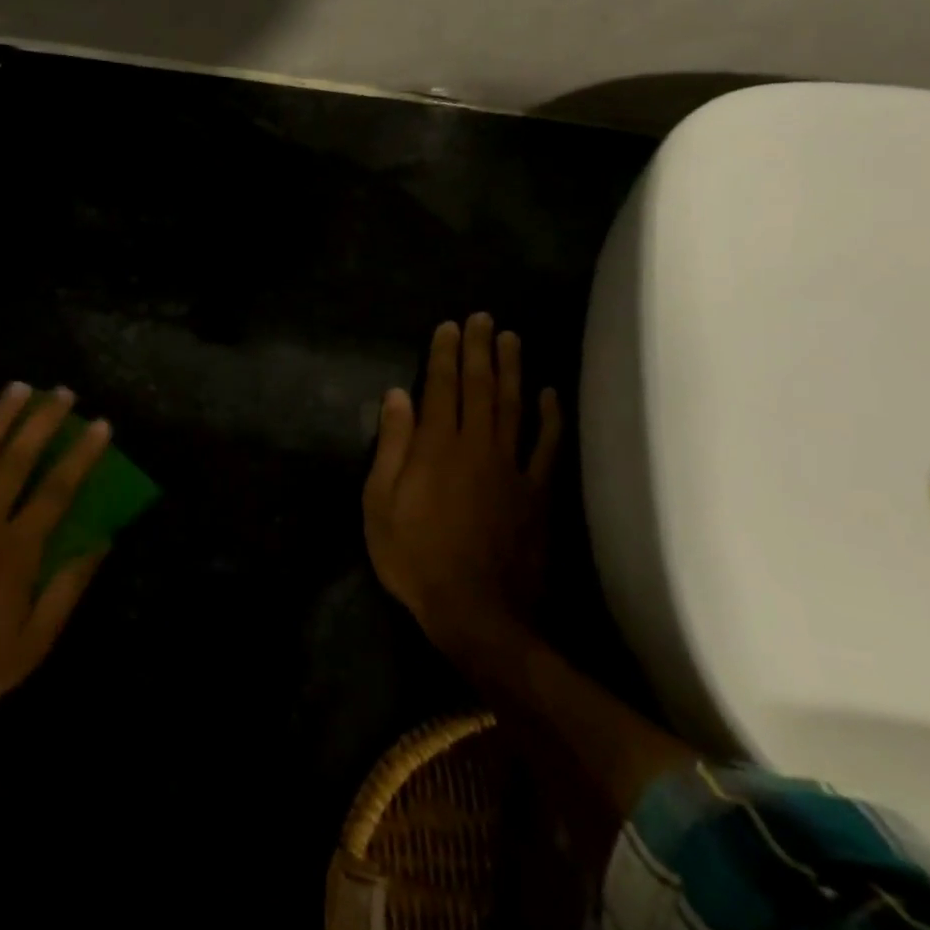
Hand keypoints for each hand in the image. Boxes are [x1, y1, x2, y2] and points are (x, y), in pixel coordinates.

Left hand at [0, 383, 112, 782]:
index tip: (100, 425)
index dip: (82, 454)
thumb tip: (102, 542)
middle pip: (17, 459)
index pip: (58, 489)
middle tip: (62, 392)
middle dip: (42, 421)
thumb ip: (67, 590)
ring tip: (17, 388)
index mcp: (17, 551)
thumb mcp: (32, 646)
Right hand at [363, 314, 561, 659]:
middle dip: (479, 350)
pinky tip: (549, 394)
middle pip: (479, 388)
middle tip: (482, 318)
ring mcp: (511, 468)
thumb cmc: (415, 558)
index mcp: (435, 448)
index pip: (440, 388)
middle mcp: (476, 446)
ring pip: (513, 407)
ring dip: (512, 370)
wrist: (477, 612)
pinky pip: (545, 447)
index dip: (443, 355)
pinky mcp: (536, 493)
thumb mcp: (380, 504)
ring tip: (512, 338)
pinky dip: (549, 418)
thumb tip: (396, 396)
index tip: (448, 326)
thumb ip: (391, 446)